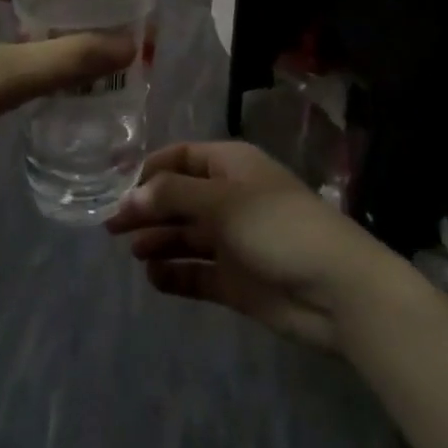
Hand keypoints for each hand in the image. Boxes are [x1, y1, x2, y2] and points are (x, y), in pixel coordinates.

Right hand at [105, 141, 402, 350]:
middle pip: (178, 198)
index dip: (149, 171)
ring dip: (159, 240)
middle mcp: (229, 199)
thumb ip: (172, 195)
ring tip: (135, 252)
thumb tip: (129, 196)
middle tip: (111, 228)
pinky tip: (154, 278)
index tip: (117, 190)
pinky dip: (175, 274)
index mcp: (231, 166)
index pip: (181, 158)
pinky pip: (197, 272)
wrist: (335, 289)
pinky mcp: (236, 280)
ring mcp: (233, 241)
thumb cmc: (277, 226)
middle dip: (147, 209)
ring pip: (185, 235)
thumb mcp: (222, 201)